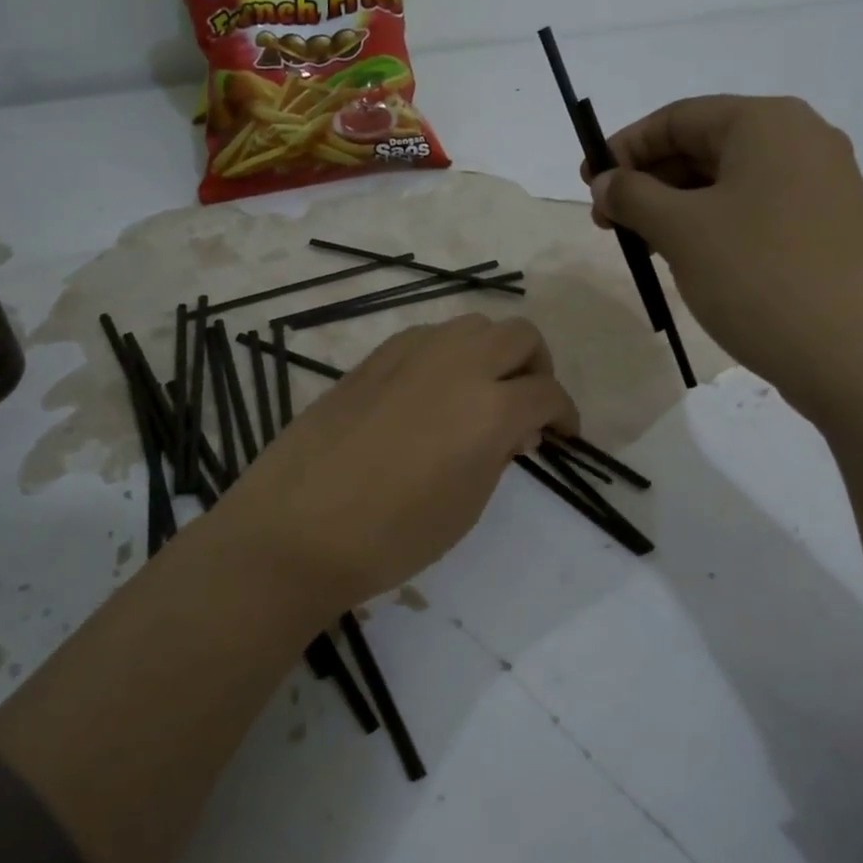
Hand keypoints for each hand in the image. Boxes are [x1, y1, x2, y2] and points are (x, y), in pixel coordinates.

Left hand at [209, 314, 578, 619]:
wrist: (298, 529)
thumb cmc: (392, 536)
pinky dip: (448, 354)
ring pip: (473, 325)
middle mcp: (457, 364)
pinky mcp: (374, 358)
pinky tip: (433, 391)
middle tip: (528, 405)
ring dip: (491, 353)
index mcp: (490, 408)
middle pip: (519, 336)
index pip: (547, 392)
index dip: (564, 413)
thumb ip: (499, 455)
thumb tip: (515, 429)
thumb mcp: (467, 505)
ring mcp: (411, 353)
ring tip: (481, 394)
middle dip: (536, 367)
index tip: (562, 433)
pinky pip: (428, 337)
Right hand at [585, 95, 862, 421]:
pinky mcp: (824, 227)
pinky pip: (753, 210)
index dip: (624, 148)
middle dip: (648, 180)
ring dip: (675, 207)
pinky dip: (711, 225)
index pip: (678, 117)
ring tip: (641, 246)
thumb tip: (605, 181)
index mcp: (767, 123)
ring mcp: (819, 185)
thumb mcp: (681, 230)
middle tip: (608, 221)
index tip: (588, 183)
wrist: (852, 355)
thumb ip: (633, 196)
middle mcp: (800, 140)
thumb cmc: (757, 276)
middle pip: (704, 146)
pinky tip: (686, 258)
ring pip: (727, 182)